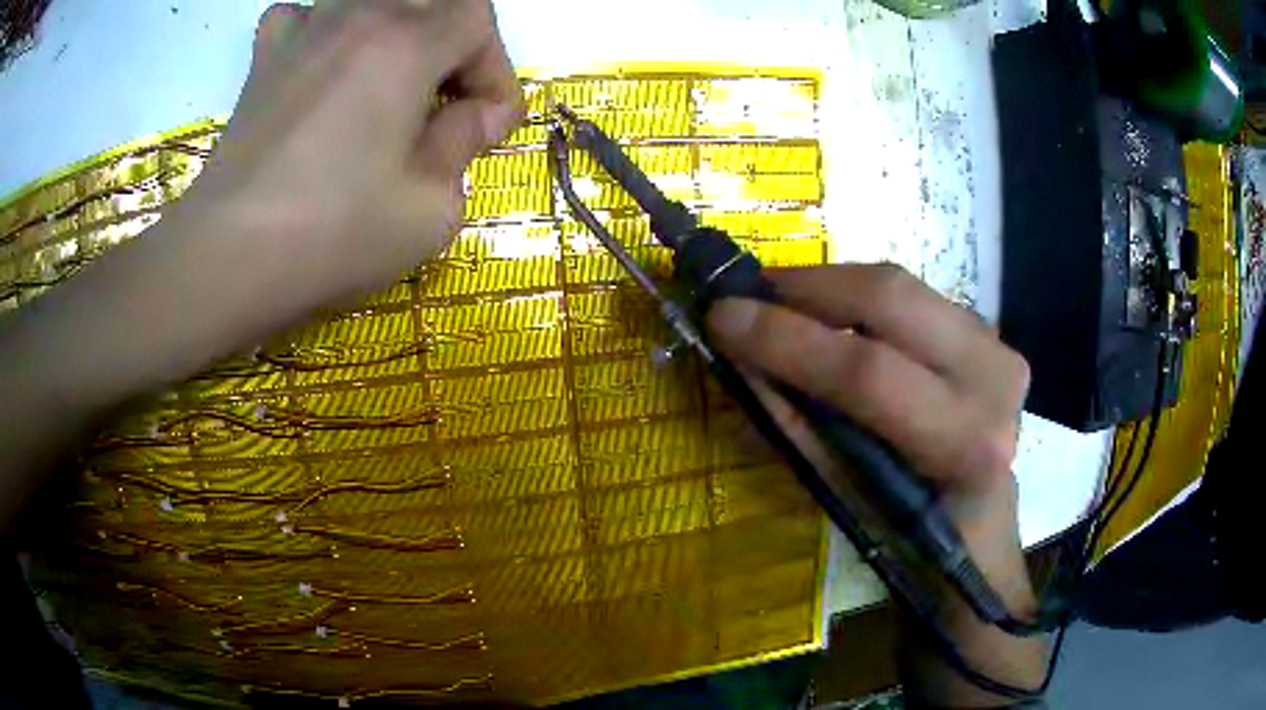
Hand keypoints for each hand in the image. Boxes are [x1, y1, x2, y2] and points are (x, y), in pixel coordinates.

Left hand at [175, 0, 523, 311]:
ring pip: (371, 1)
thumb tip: (477, 115)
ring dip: (394, 33)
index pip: (477, 20)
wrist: (226, 257)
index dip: (494, 69)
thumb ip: (466, 144)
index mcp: (406, 42)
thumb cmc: (332, 234)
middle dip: (454, 45)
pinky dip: (322, 31)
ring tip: (386, 83)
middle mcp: (359, 15)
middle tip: (444, 102)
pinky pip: (304, 15)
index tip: (486, 125)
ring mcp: (304, 30)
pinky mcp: (265, 58)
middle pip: (430, 0)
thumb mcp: (430, 209)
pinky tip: (321, 66)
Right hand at [705, 264, 1044, 703]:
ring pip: (899, 285)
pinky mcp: (986, 332)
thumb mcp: (848, 500)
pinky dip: (857, 297)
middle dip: (805, 289)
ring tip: (779, 302)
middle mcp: (993, 379)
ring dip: (829, 287)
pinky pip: (911, 294)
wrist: (977, 526)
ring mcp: (996, 346)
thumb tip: (740, 362)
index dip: (788, 340)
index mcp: (965, 444)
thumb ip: (798, 428)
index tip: (721, 316)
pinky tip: (827, 312)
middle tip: (747, 294)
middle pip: (891, 300)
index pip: (868, 373)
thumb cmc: (911, 537)